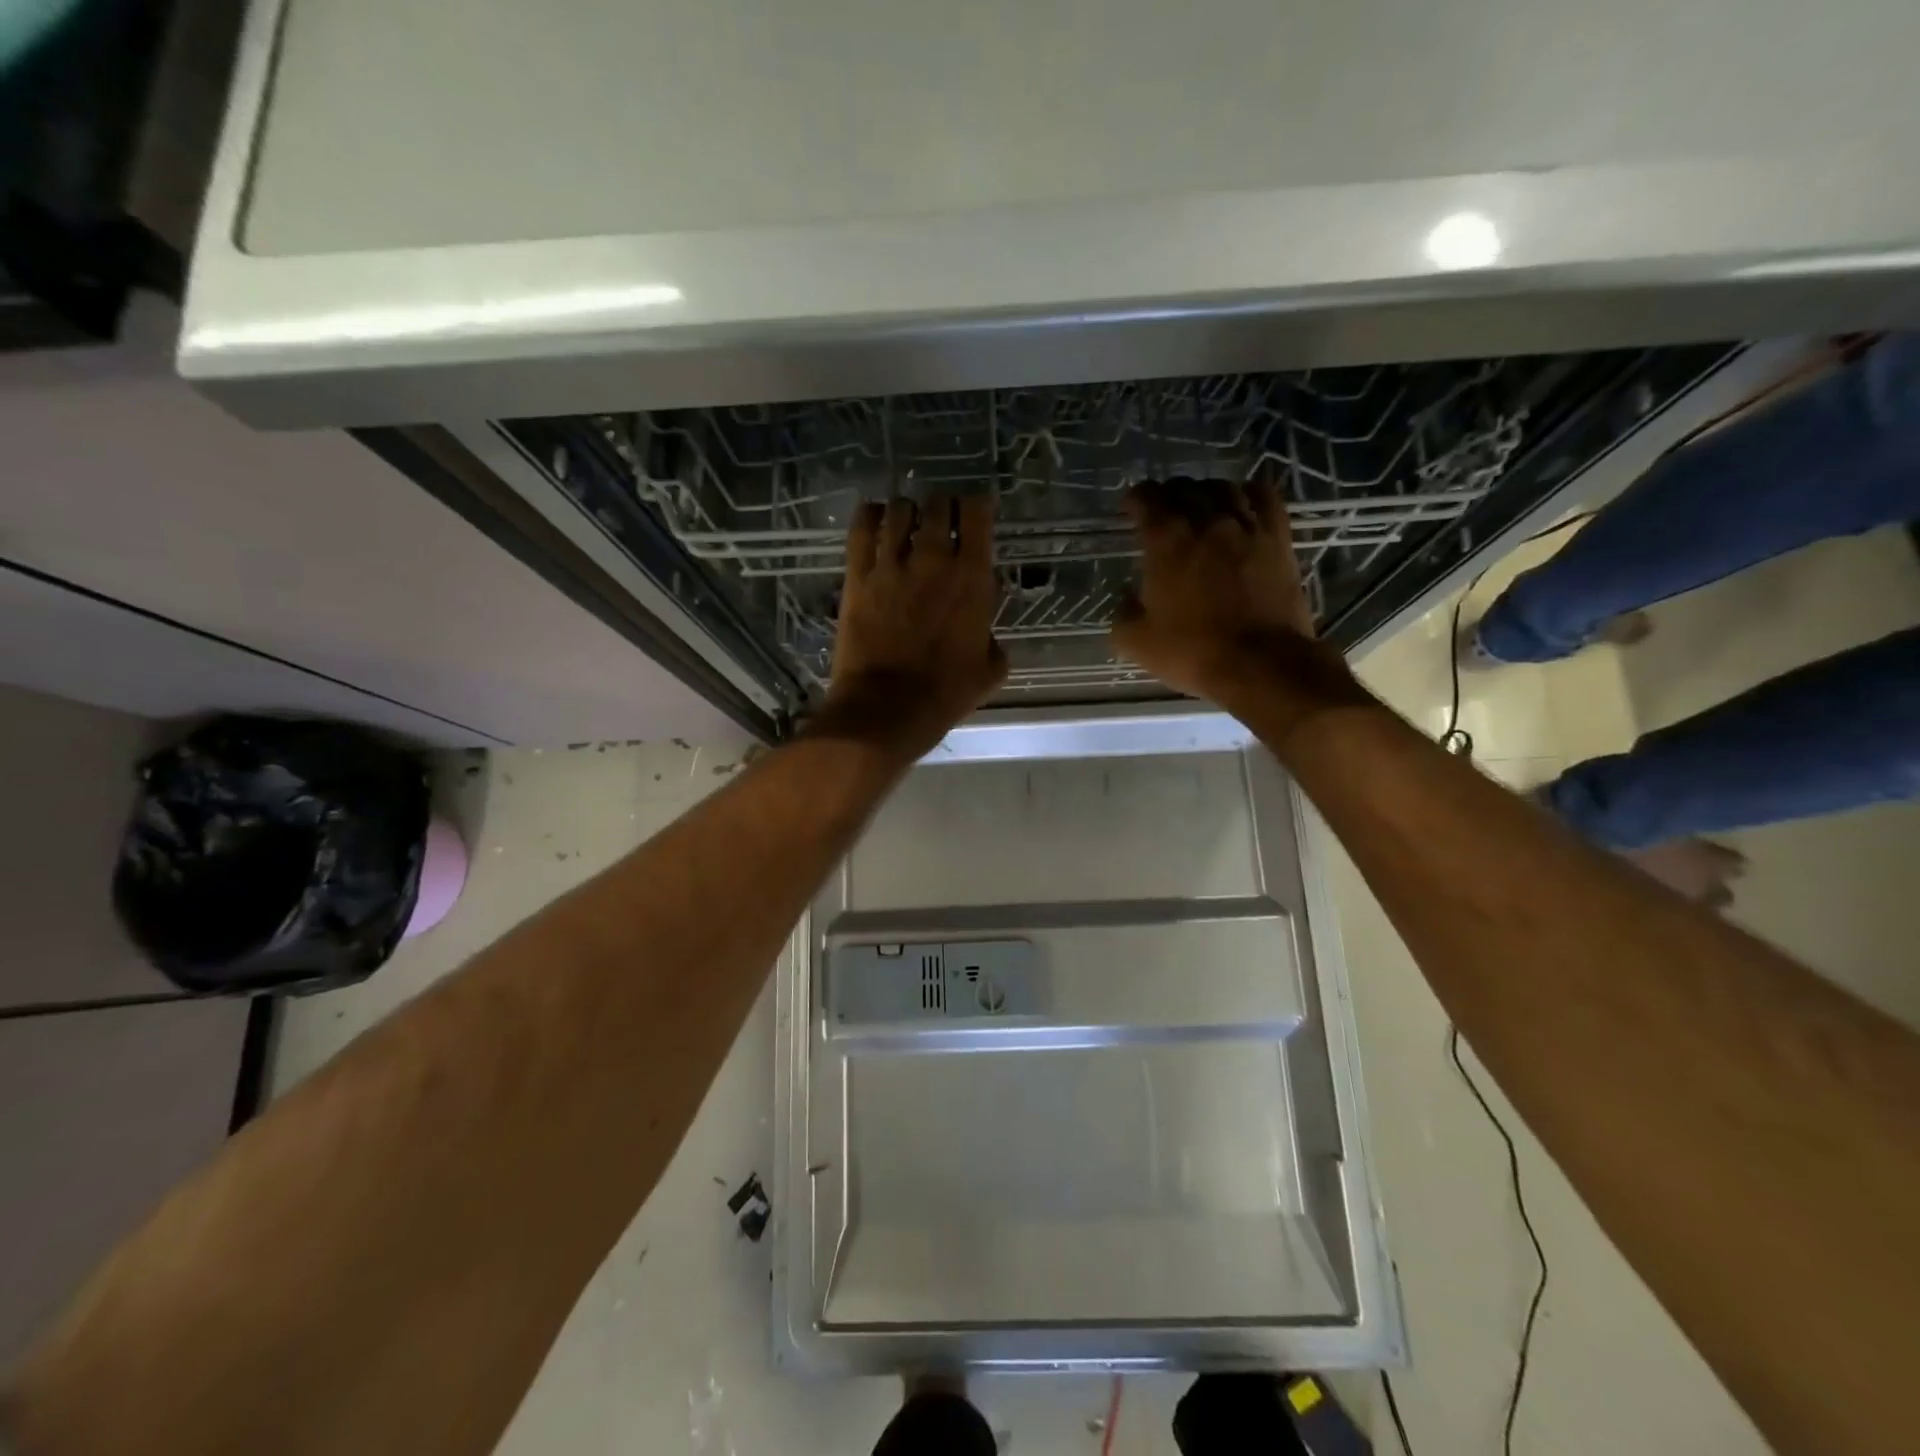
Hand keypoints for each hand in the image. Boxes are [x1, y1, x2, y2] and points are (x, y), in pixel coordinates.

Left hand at [817, 494, 1006, 755]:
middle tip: (941, 522)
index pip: (977, 513)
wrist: (888, 708)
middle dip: (942, 508)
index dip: (977, 506)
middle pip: (938, 505)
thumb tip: (983, 624)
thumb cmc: (945, 694)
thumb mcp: (991, 669)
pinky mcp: (858, 576)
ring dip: (907, 512)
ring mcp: (891, 565)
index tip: (975, 514)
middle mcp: (934, 560)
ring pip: (899, 510)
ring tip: (907, 523)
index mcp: (973, 578)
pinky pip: (862, 528)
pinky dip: (870, 516)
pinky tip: (875, 518)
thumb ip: (992, 635)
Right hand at [1110, 477, 1316, 706]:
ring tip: (1200, 505)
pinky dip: (1249, 492)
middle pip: (1185, 488)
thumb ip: (1122, 615)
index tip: (1129, 510)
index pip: (1147, 500)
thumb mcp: (1137, 642)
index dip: (1134, 499)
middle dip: (1167, 494)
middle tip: (1161, 510)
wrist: (1262, 664)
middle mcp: (1207, 522)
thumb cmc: (1194, 652)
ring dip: (1205, 491)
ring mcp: (1247, 527)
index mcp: (1167, 541)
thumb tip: (1125, 600)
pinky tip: (1243, 502)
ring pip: (1224, 488)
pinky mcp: (1278, 539)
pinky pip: (1265, 498)